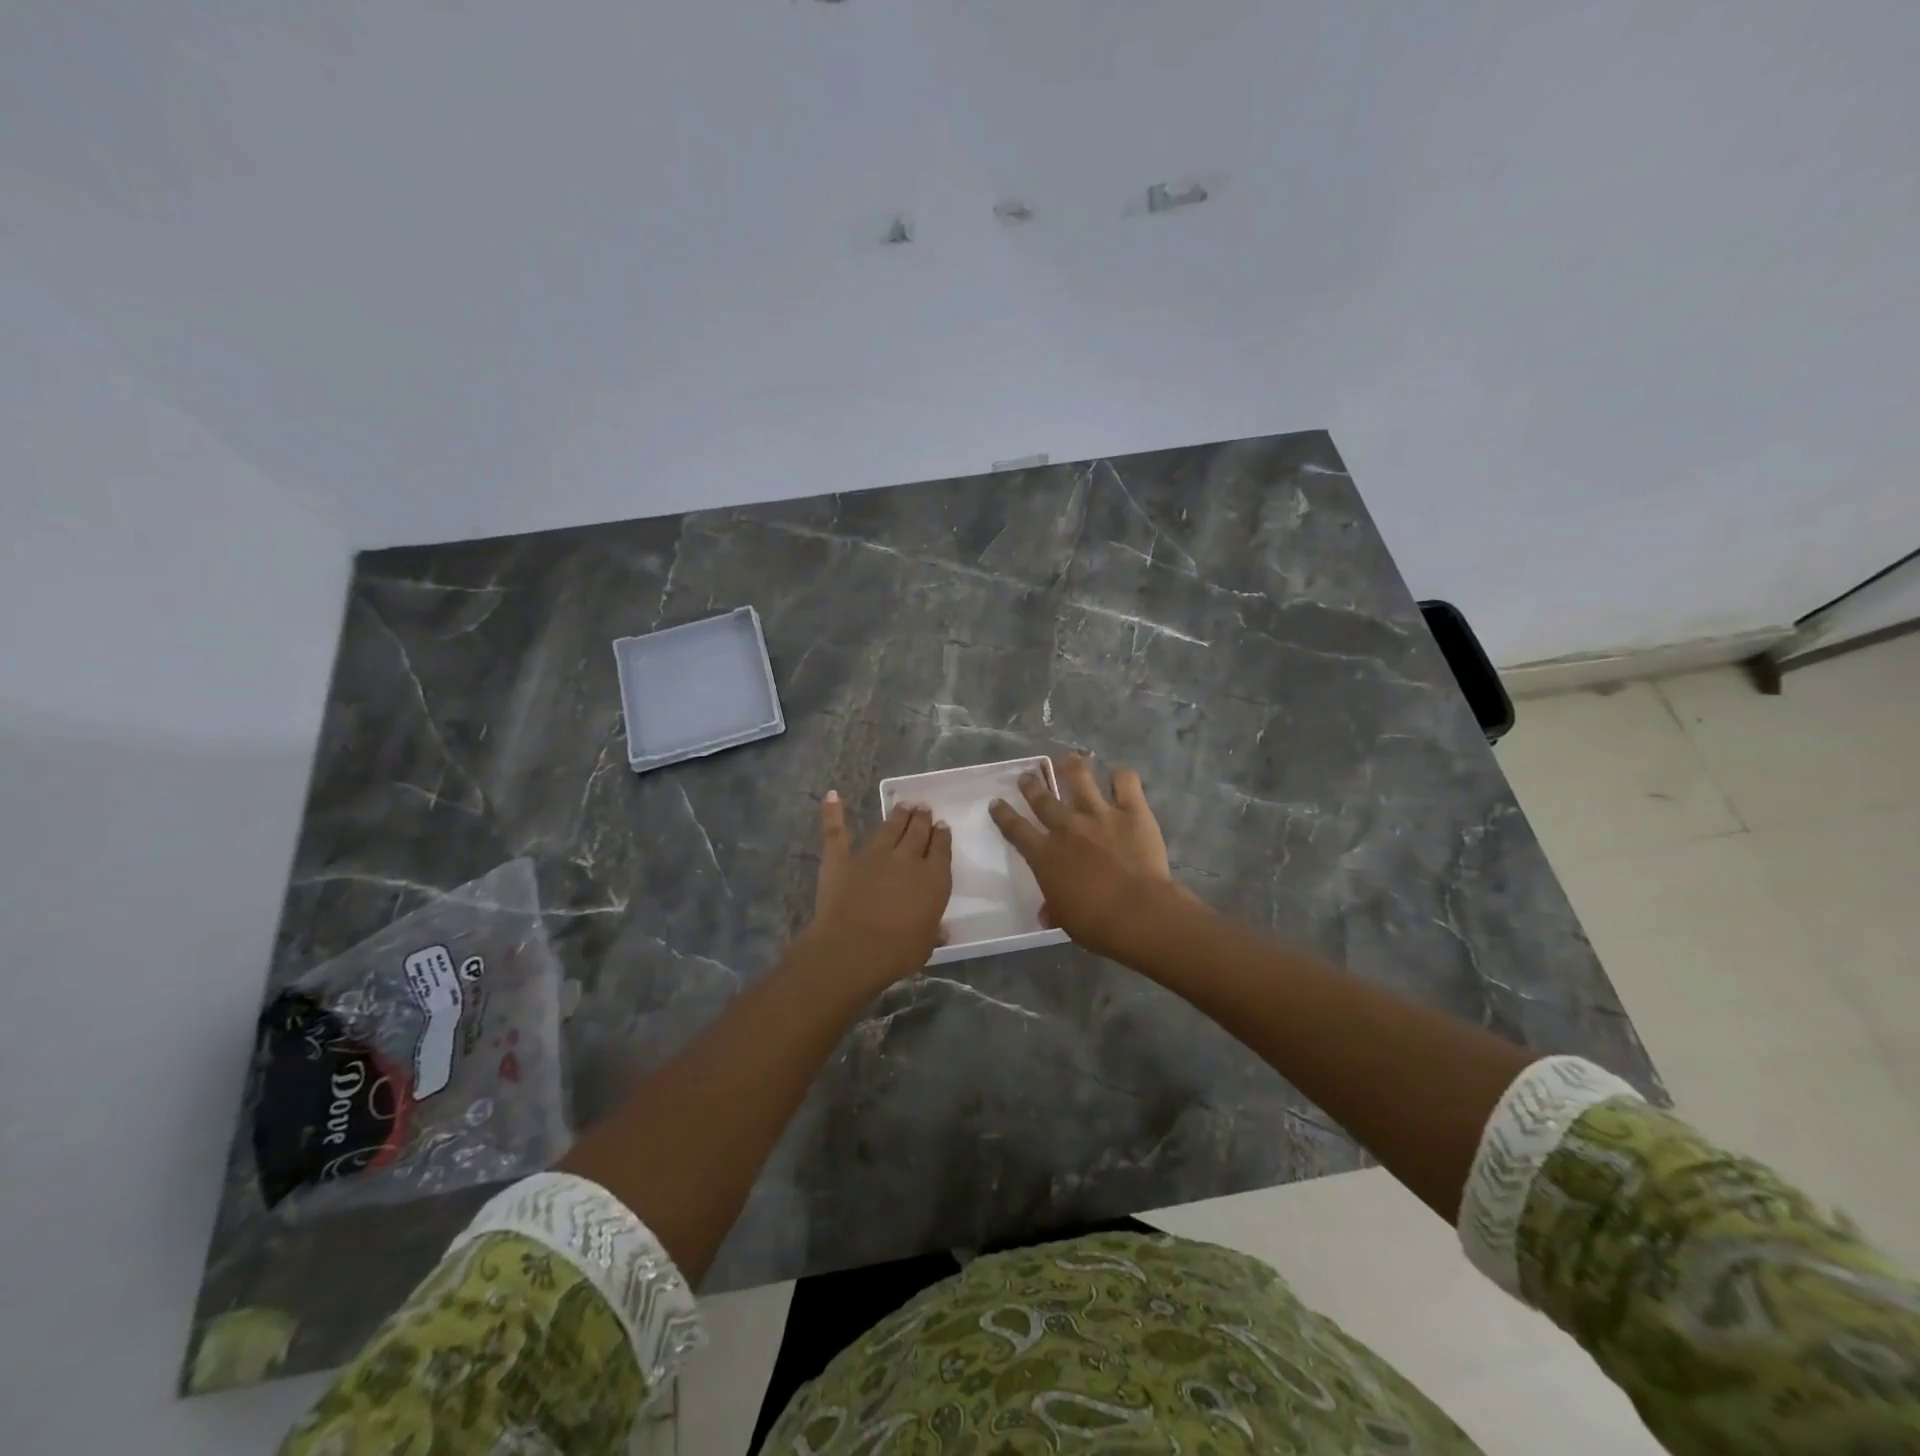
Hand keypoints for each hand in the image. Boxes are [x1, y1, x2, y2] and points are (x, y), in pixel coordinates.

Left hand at [804, 792, 951, 988]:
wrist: (853, 949)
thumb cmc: (897, 952)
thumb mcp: (926, 944)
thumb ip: (933, 931)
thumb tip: (942, 930)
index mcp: (933, 879)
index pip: (941, 849)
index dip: (942, 836)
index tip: (942, 826)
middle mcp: (906, 859)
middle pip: (917, 832)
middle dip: (922, 819)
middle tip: (923, 808)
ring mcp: (872, 855)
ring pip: (888, 828)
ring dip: (897, 816)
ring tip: (903, 806)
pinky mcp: (841, 859)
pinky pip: (837, 832)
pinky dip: (833, 813)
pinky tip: (832, 796)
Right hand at [988, 754, 1191, 960]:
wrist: (1137, 913)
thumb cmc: (1096, 924)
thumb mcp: (1065, 919)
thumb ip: (1054, 909)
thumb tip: (1046, 913)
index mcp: (1045, 855)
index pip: (1016, 829)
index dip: (1003, 814)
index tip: (996, 802)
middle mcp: (1067, 827)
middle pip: (1043, 799)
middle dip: (1031, 785)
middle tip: (1027, 776)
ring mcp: (1099, 814)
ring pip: (1080, 778)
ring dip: (1071, 766)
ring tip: (1069, 758)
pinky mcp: (1132, 811)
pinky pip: (1126, 782)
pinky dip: (1122, 776)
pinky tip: (1120, 776)